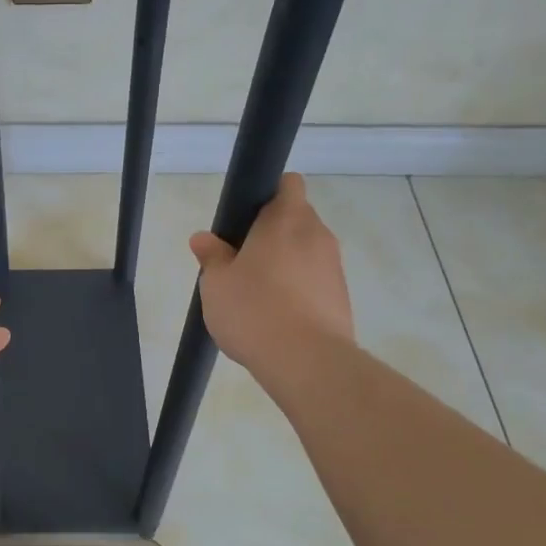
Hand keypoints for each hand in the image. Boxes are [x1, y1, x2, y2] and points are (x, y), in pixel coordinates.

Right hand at [189, 174, 354, 384]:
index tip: (246, 218)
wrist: (306, 361)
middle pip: (296, 219)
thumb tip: (203, 238)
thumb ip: (212, 256)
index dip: (268, 194)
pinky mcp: (342, 298)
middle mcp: (317, 235)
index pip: (288, 184)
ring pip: (306, 252)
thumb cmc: (254, 309)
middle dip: (272, 234)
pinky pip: (316, 282)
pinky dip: (299, 290)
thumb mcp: (216, 283)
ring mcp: (334, 267)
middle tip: (241, 261)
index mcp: (286, 219)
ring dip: (286, 264)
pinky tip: (278, 318)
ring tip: (258, 296)